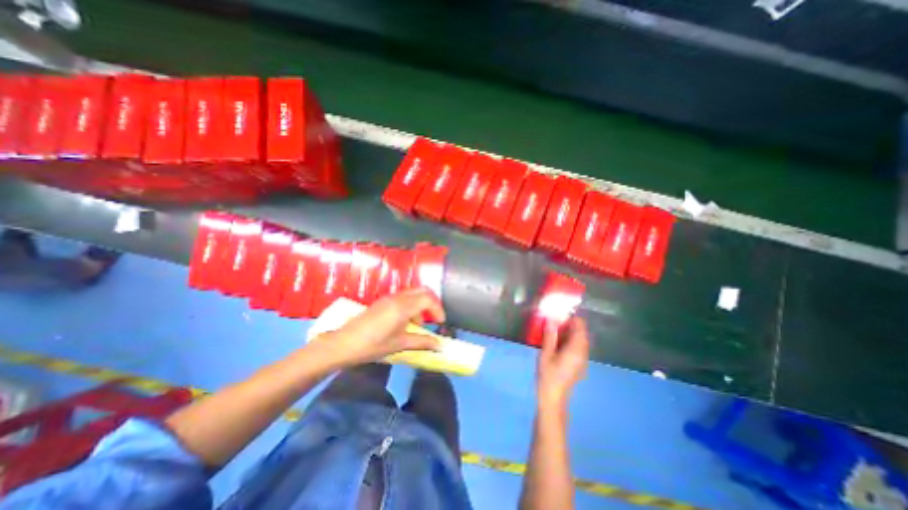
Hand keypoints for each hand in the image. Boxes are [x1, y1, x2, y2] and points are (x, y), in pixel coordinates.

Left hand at [313, 288, 444, 368]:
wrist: (343, 344)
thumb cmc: (373, 345)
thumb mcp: (400, 344)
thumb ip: (422, 342)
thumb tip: (440, 345)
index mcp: (403, 307)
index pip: (428, 299)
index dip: (438, 309)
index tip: (440, 323)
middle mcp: (398, 297)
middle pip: (422, 290)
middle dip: (432, 302)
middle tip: (434, 318)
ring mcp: (389, 298)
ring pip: (413, 293)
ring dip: (421, 304)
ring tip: (418, 325)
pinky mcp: (383, 301)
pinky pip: (403, 297)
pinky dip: (411, 305)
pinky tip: (405, 322)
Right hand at [534, 319, 593, 409]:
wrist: (553, 399)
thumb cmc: (548, 376)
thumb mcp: (546, 354)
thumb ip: (550, 336)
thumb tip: (552, 320)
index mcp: (576, 349)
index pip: (580, 327)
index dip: (571, 318)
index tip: (558, 314)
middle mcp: (583, 353)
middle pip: (581, 332)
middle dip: (568, 324)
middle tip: (552, 321)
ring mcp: (582, 359)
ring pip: (579, 339)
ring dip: (568, 332)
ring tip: (552, 329)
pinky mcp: (578, 364)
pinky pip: (577, 347)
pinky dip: (568, 340)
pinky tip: (556, 342)